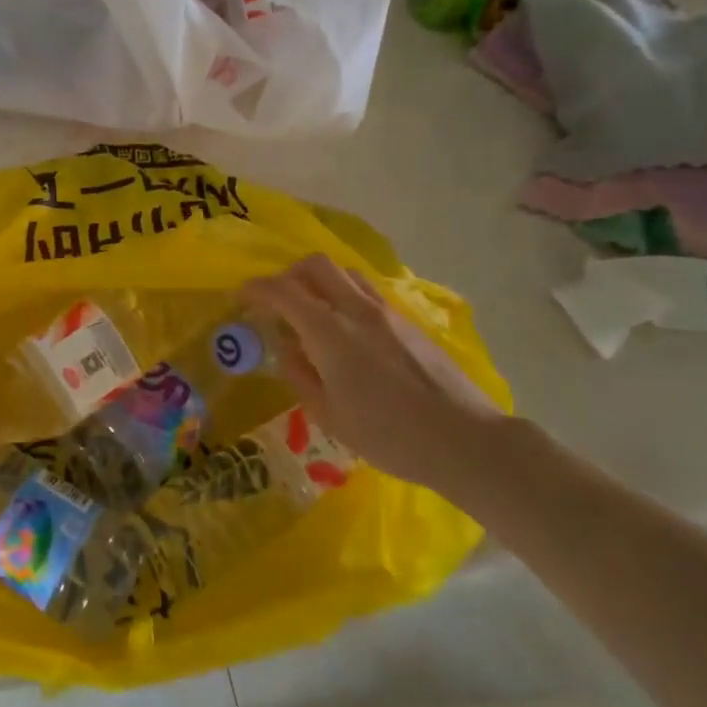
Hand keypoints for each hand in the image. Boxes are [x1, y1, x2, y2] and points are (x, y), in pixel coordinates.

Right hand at [244, 255, 507, 495]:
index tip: (240, 297)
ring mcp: (387, 312)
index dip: (256, 288)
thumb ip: (300, 376)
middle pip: (316, 265)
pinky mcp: (408, 322)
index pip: (284, 291)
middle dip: (288, 274)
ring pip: (345, 273)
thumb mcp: (330, 416)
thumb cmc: (390, 436)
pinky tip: (344, 331)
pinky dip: (343, 295)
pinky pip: (365, 292)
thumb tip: (287, 349)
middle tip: (276, 300)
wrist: (466, 441)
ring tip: (310, 311)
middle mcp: (357, 310)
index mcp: (331, 333)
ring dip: (319, 281)